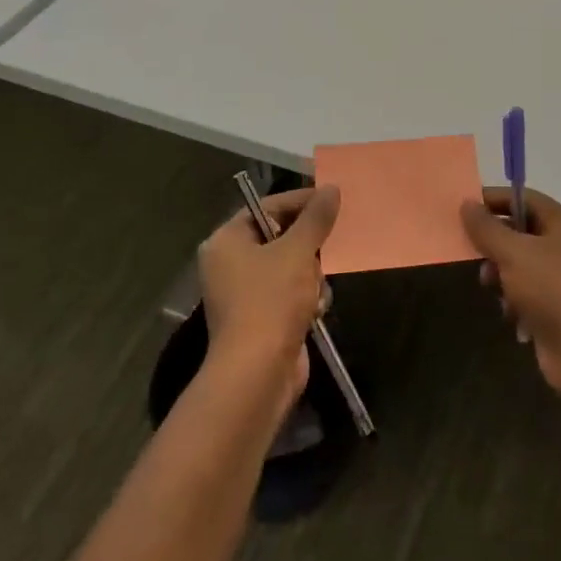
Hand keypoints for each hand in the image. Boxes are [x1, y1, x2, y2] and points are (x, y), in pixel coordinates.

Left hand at [197, 185, 340, 409]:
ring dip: (311, 276)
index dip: (301, 201)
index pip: (267, 207)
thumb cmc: (271, 301)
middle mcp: (230, 263)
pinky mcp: (262, 318)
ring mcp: (245, 293)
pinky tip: (315, 310)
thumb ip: (315, 219)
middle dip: (308, 246)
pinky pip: (291, 293)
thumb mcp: (297, 252)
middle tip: (331, 245)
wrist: (258, 372)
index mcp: (227, 241)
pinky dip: (307, 299)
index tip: (333, 200)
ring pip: (291, 266)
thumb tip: (331, 188)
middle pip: (280, 236)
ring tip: (316, 289)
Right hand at [460, 188, 560, 403]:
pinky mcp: (559, 310)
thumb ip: (487, 228)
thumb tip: (467, 204)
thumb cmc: (553, 290)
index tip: (463, 207)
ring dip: (502, 276)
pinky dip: (516, 302)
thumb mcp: (513, 253)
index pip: (524, 198)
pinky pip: (528, 295)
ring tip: (491, 287)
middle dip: (494, 244)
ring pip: (521, 266)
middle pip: (521, 232)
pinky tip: (512, 315)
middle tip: (472, 253)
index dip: (494, 199)